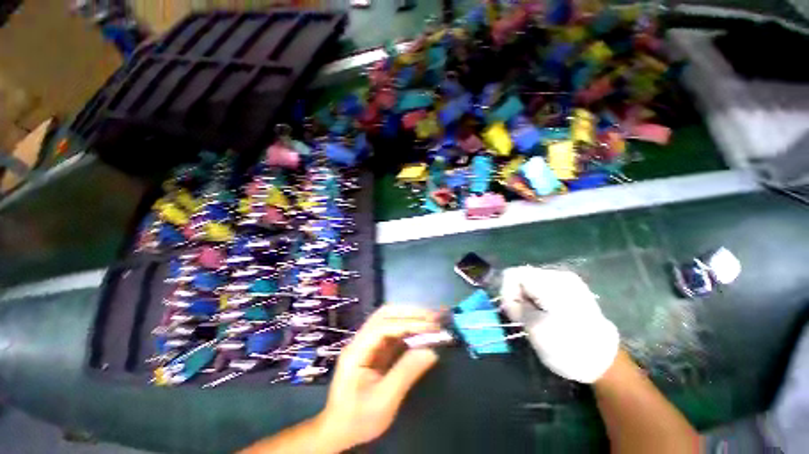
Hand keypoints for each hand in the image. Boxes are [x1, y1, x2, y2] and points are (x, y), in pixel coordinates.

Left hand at [316, 306, 440, 450]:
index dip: (408, 324)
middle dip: (410, 312)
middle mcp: (360, 340)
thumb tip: (432, 351)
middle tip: (433, 316)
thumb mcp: (384, 401)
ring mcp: (367, 342)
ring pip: (389, 319)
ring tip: (431, 318)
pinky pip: (393, 331)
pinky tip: (421, 330)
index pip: (383, 327)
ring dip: (410, 316)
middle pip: (384, 315)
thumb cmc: (358, 419)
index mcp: (356, 351)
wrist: (339, 429)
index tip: (431, 326)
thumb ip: (406, 373)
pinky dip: (408, 328)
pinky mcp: (375, 348)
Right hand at [500, 266, 618, 383]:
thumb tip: (509, 297)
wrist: (604, 362)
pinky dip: (538, 298)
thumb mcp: (533, 327)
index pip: (512, 274)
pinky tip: (545, 314)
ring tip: (534, 317)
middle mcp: (559, 275)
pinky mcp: (573, 289)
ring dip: (527, 298)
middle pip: (522, 276)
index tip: (512, 311)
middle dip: (517, 295)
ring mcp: (568, 281)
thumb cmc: (566, 347)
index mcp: (550, 282)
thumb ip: (516, 305)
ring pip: (531, 281)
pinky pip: (543, 287)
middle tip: (522, 317)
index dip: (506, 291)